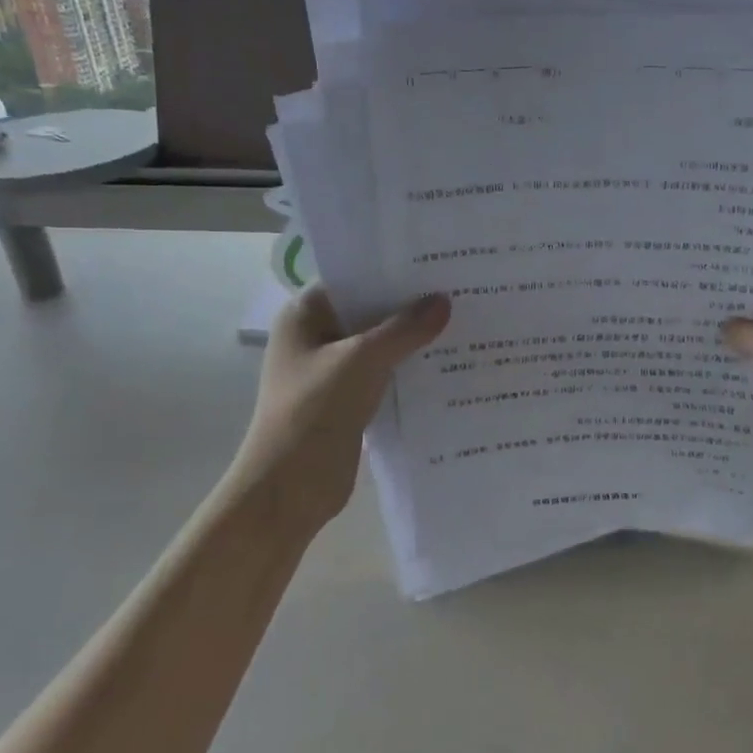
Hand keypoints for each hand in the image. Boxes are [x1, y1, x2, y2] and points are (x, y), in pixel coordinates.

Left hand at [234, 286, 450, 534]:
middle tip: (459, 289)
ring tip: (462, 322)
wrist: (290, 489)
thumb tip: (443, 301)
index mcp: (305, 315)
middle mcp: (316, 337)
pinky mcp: (348, 400)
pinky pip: (384, 374)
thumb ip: (404, 329)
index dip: (391, 270)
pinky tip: (447, 363)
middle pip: (369, 311)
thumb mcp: (362, 360)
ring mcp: (332, 371)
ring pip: (379, 344)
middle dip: (409, 305)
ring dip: (413, 340)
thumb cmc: (314, 411)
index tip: (435, 263)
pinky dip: (409, 369)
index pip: (352, 278)